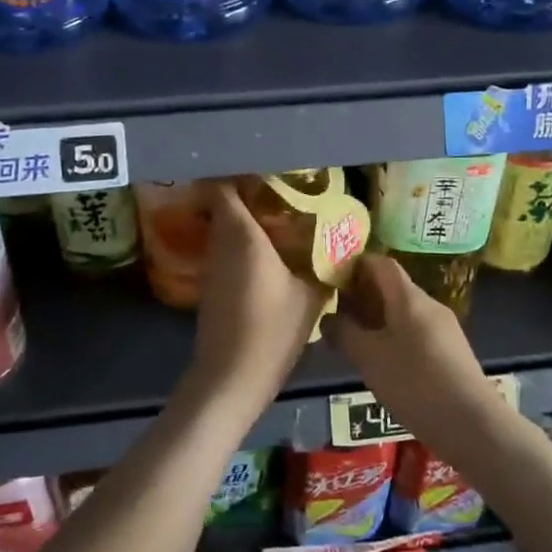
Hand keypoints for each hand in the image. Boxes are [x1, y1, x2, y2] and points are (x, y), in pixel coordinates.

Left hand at [186, 181, 324, 421]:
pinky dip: (243, 244)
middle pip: (227, 205)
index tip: (270, 171)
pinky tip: (270, 255)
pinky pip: (226, 250)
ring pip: (226, 228)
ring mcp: (213, 266)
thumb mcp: (310, 296)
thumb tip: (339, 245)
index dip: (243, 175)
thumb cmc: (271, 331)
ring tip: (282, 221)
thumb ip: (324, 264)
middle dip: (251, 196)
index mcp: (243, 235)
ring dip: (247, 221)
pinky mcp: (211, 286)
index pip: (226, 187)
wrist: (230, 379)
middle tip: (285, 195)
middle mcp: (222, 243)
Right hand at [324, 255, 507, 466]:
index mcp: (409, 297)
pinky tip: (384, 363)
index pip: (380, 263)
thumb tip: (328, 318)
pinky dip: (395, 336)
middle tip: (337, 315)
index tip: (332, 280)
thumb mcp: (369, 359)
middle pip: (392, 287)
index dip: (355, 265)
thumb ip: (344, 334)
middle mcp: (429, 304)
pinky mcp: (451, 352)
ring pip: (404, 311)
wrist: (473, 425)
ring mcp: (444, 328)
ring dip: (378, 319)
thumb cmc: (415, 383)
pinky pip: (416, 331)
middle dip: (363, 296)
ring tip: (355, 341)